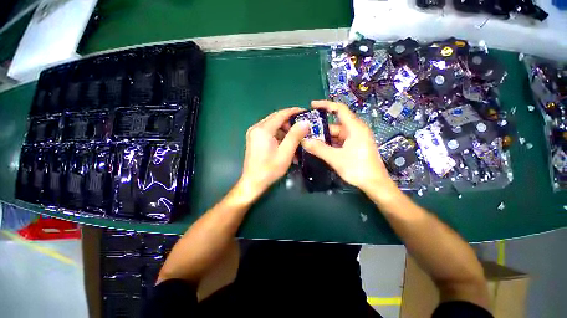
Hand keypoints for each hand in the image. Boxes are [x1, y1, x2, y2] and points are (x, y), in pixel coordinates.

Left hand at [238, 107, 308, 199]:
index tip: (305, 112)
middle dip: (290, 122)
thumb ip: (295, 136)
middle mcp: (256, 128)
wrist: (253, 182)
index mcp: (263, 129)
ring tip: (296, 141)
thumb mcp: (285, 153)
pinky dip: (279, 137)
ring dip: (285, 131)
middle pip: (276, 119)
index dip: (294, 111)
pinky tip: (286, 146)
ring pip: (273, 126)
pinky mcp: (254, 139)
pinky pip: (269, 133)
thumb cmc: (270, 169)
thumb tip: (305, 122)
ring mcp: (254, 133)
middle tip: (302, 128)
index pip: (281, 114)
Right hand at [301, 100, 394, 192]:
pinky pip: (339, 141)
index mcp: (355, 128)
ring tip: (310, 142)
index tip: (312, 105)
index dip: (325, 105)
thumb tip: (303, 141)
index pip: (339, 109)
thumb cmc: (358, 168)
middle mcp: (356, 130)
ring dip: (324, 138)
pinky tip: (320, 149)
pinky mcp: (355, 146)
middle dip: (321, 128)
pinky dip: (330, 144)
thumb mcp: (336, 158)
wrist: (375, 184)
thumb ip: (319, 149)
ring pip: (336, 134)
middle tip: (306, 133)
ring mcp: (356, 139)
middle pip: (335, 124)